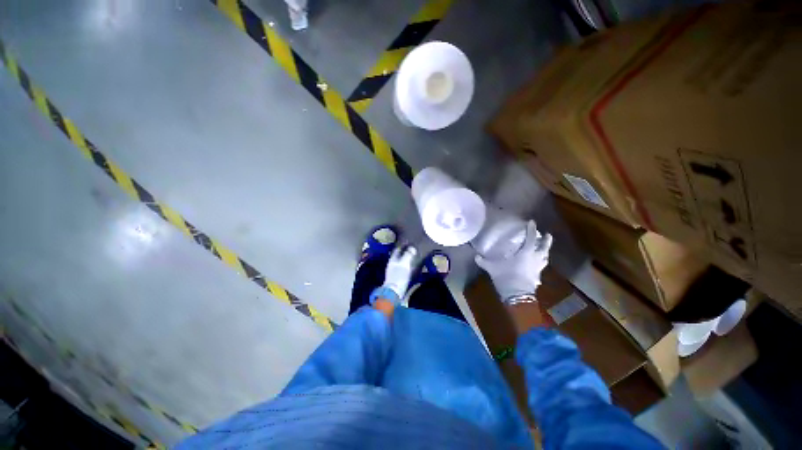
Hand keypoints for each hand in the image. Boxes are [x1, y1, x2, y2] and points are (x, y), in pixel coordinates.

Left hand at [370, 245, 416, 305]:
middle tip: (412, 249)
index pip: (397, 250)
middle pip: (398, 256)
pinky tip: (412, 267)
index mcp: (393, 260)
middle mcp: (392, 264)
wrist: (395, 292)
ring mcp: (394, 271)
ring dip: (406, 259)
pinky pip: (403, 269)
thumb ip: (408, 255)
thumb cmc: (399, 276)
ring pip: (400, 262)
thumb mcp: (404, 263)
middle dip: (404, 252)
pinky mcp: (397, 278)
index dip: (402, 245)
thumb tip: (412, 248)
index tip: (408, 242)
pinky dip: (407, 266)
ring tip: (414, 257)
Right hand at [475, 221, 552, 303]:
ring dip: (545, 252)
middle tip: (547, 234)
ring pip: (545, 257)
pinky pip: (541, 267)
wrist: (517, 295)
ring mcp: (538, 268)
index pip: (531, 238)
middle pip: (544, 247)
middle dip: (546, 240)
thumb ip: (483, 261)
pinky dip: (540, 264)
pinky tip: (537, 265)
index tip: (532, 222)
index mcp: (526, 253)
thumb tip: (475, 256)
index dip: (531, 230)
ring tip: (544, 249)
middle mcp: (534, 259)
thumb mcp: (492, 267)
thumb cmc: (506, 276)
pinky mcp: (538, 277)